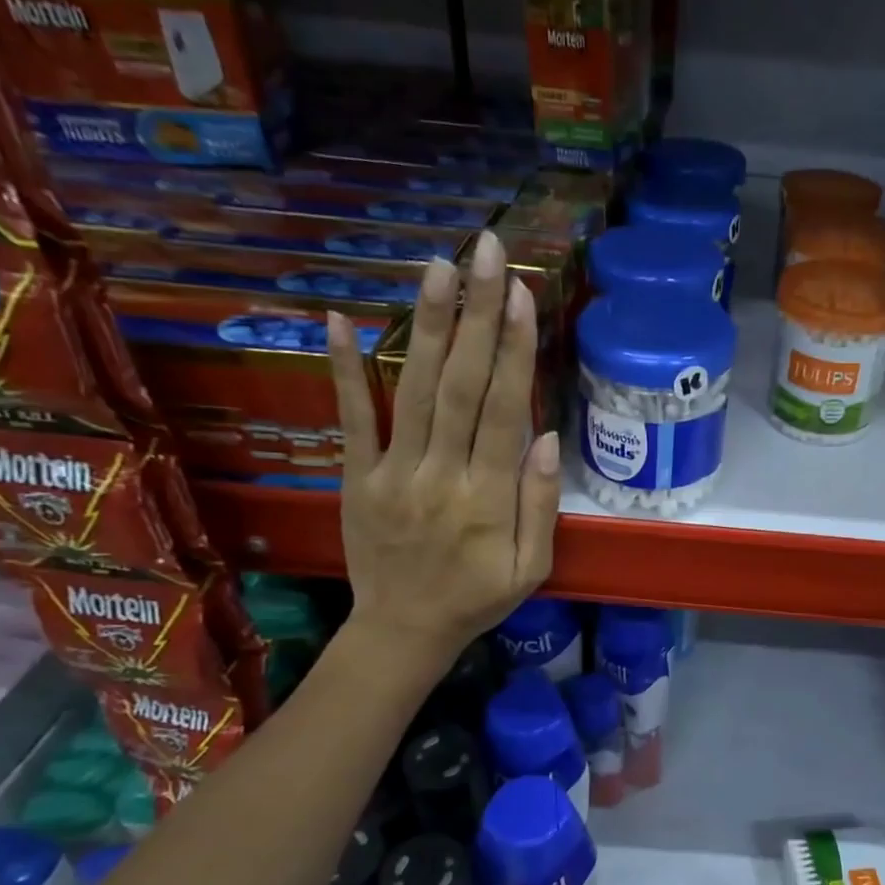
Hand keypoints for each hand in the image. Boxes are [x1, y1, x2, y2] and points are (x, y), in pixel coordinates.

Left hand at [326, 231, 560, 661]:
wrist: (402, 631)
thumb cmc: (476, 599)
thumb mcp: (530, 569)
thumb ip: (539, 507)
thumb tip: (544, 437)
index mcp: (487, 499)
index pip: (502, 411)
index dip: (513, 350)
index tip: (521, 294)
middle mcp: (440, 475)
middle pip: (460, 386)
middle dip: (476, 315)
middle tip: (486, 253)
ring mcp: (393, 472)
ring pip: (413, 390)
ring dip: (426, 325)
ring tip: (439, 267)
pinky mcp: (358, 476)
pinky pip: (351, 418)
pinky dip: (344, 370)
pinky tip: (340, 319)